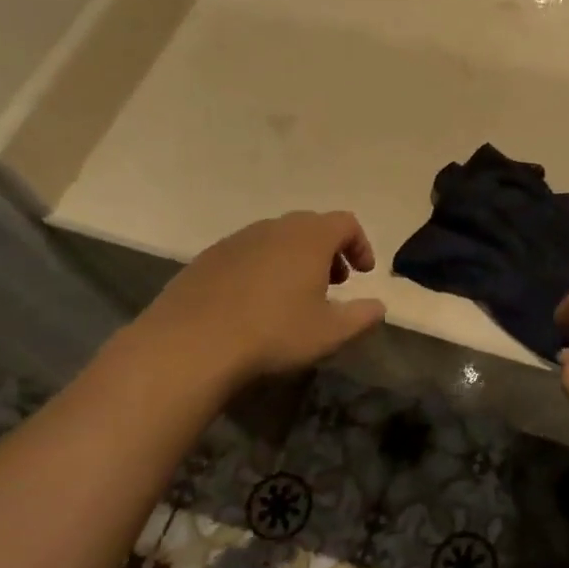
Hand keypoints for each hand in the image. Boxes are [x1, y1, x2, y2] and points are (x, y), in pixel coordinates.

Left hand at [117, 211, 385, 405]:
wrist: (189, 344)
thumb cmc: (273, 333)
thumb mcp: (330, 333)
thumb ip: (362, 316)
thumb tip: (378, 307)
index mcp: (309, 237)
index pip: (346, 223)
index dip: (360, 244)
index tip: (363, 274)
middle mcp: (274, 228)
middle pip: (311, 226)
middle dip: (328, 251)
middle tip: (333, 282)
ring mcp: (236, 240)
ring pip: (276, 238)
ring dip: (294, 258)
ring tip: (294, 295)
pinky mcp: (207, 258)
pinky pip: (247, 254)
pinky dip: (262, 268)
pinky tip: (254, 304)